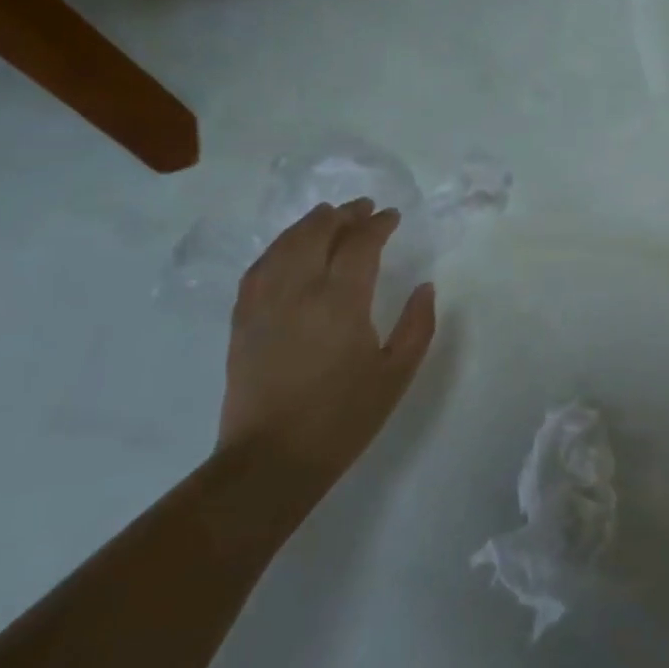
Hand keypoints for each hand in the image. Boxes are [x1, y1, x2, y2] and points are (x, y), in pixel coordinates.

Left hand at [221, 199, 436, 492]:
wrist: (272, 459)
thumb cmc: (343, 417)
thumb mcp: (396, 373)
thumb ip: (417, 325)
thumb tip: (425, 287)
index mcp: (341, 302)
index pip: (359, 244)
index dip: (377, 225)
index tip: (392, 216)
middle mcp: (299, 291)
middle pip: (317, 233)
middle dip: (342, 215)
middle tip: (363, 208)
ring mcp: (264, 304)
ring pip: (285, 245)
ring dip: (308, 224)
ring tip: (327, 216)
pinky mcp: (242, 320)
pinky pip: (259, 268)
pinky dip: (277, 248)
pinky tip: (288, 248)